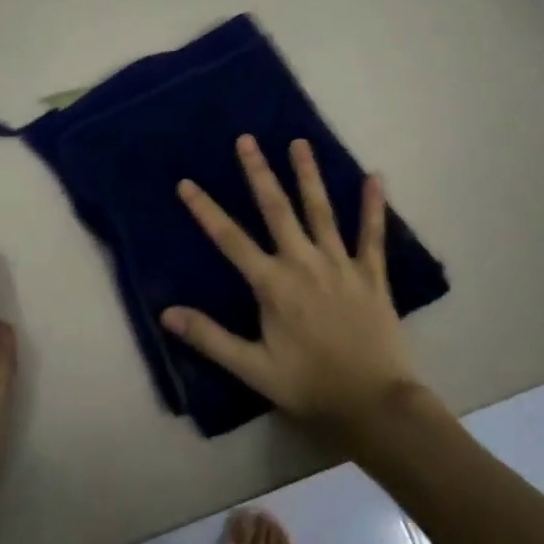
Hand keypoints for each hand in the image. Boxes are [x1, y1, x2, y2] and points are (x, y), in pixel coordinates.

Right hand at [163, 136, 419, 438]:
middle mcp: (304, 263)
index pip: (230, 239)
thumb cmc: (311, 386)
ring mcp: (341, 264)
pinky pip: (373, 234)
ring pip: (321, 210)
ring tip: (299, 142)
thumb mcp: (253, 368)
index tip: (186, 182)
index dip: (206, 210)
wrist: (376, 404)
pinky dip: (374, 206)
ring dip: (308, 175)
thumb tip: (167, 313)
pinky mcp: (372, 274)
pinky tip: (376, 177)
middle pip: (277, 209)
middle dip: (259, 172)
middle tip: (247, 139)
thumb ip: (210, 338)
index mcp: (273, 284)